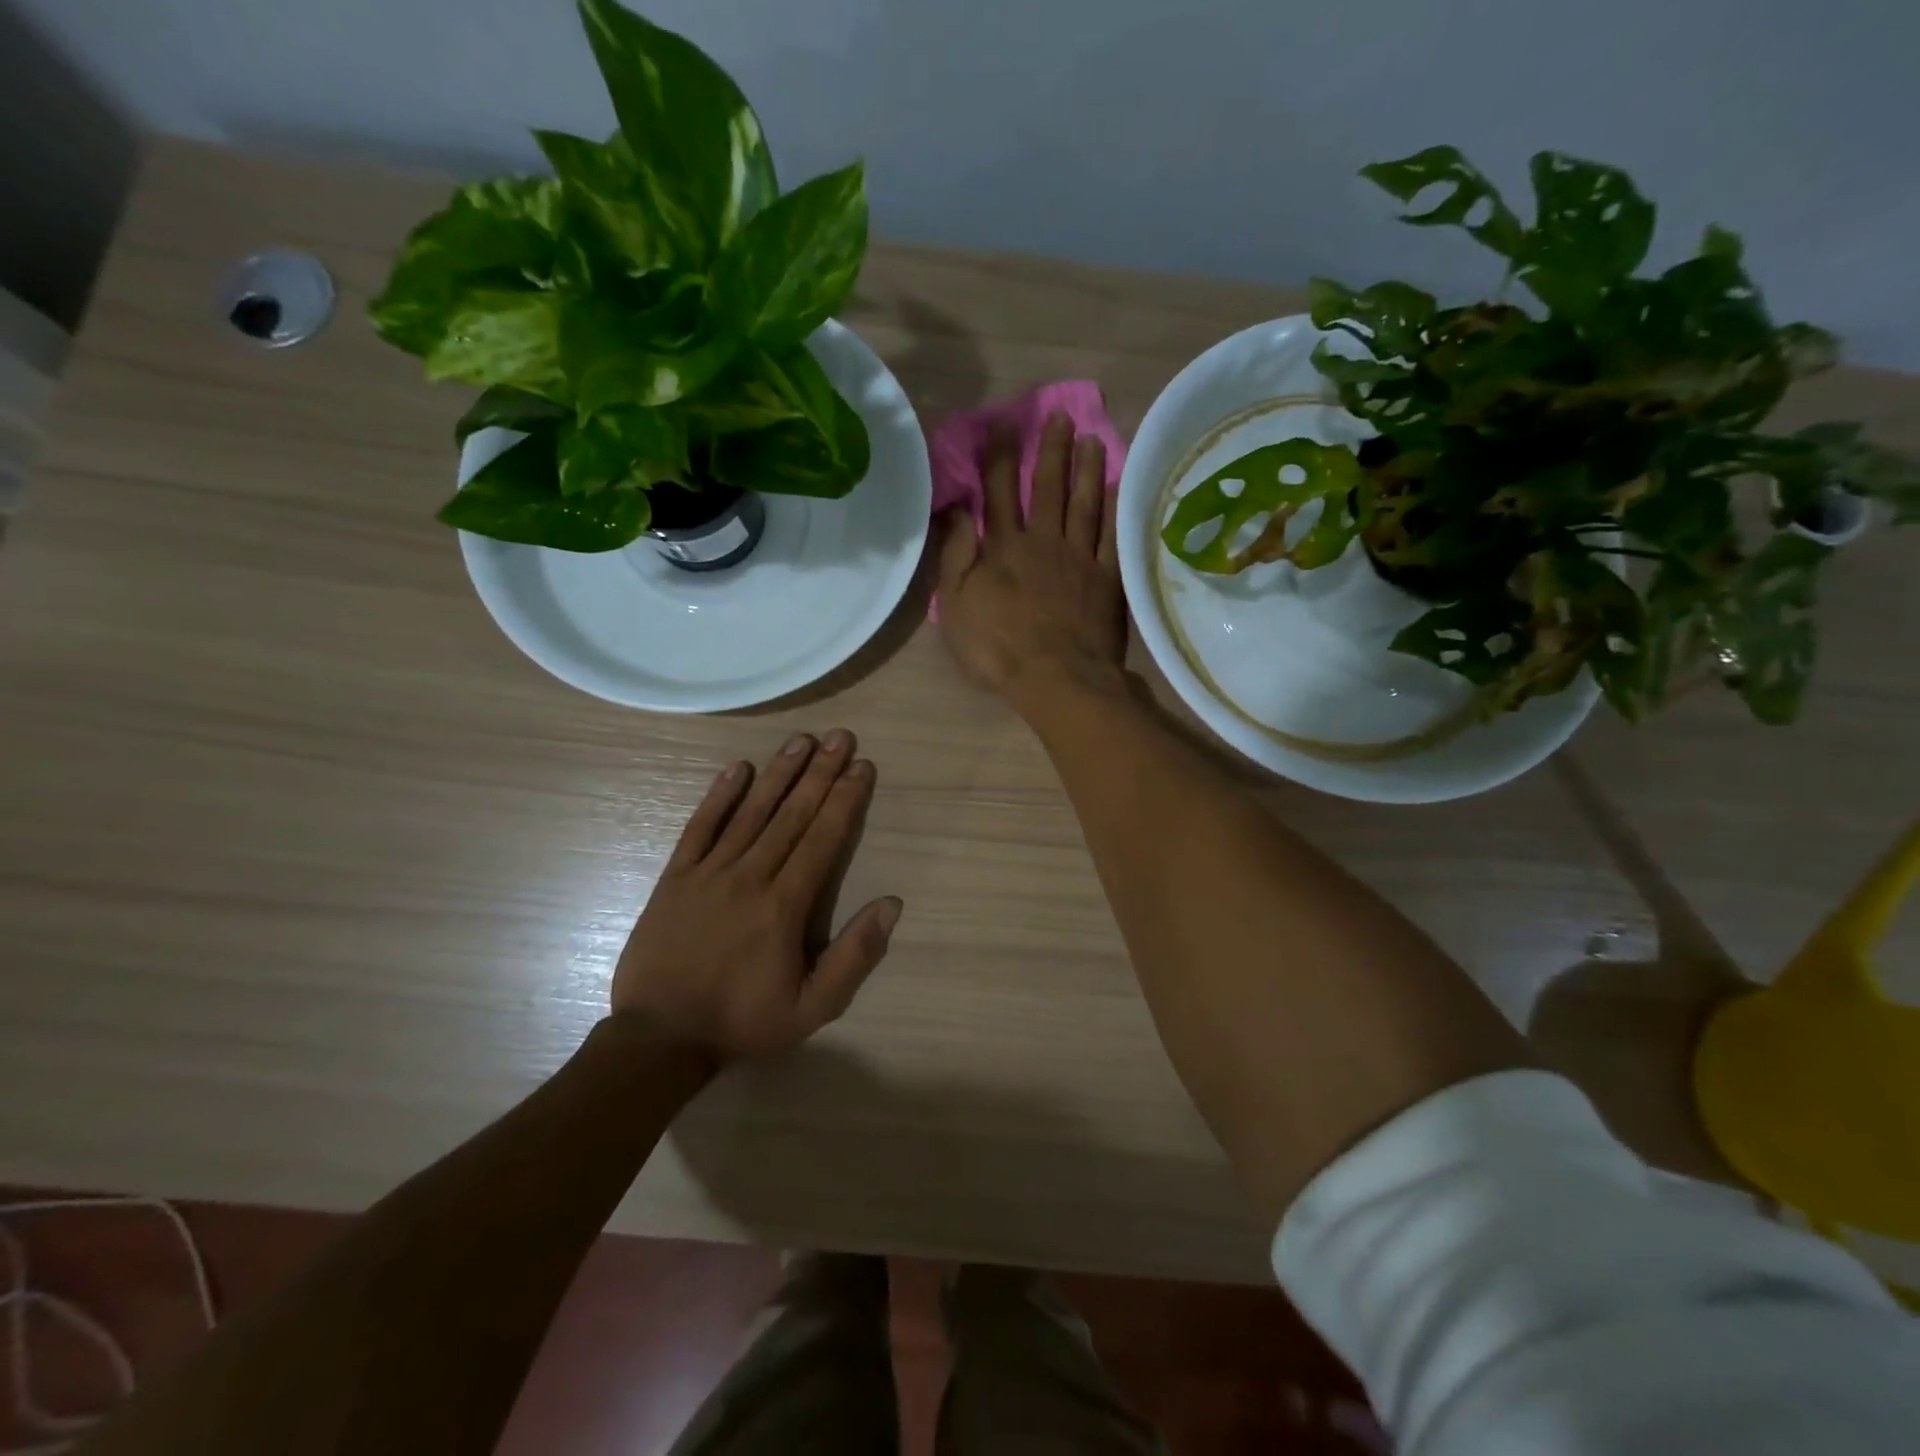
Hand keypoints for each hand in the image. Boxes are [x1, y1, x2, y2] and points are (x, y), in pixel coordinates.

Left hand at [611, 730, 900, 1062]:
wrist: (660, 1038)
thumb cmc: (743, 1022)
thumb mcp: (813, 1008)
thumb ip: (854, 955)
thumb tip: (892, 904)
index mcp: (785, 906)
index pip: (822, 839)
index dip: (845, 799)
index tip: (862, 766)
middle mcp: (750, 877)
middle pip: (792, 815)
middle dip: (820, 773)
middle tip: (841, 737)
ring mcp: (709, 873)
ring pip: (751, 812)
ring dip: (778, 773)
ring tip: (802, 740)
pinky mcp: (675, 877)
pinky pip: (700, 827)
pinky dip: (719, 796)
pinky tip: (737, 767)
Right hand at [936, 411, 1127, 715]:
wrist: (1057, 679)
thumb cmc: (998, 648)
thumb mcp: (957, 606)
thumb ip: (956, 556)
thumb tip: (957, 511)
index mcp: (1004, 548)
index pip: (999, 491)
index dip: (1000, 456)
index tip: (1004, 423)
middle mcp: (1044, 542)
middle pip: (1048, 488)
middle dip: (1051, 450)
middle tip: (1060, 417)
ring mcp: (1080, 558)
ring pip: (1085, 504)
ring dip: (1087, 470)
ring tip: (1092, 438)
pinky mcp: (1108, 579)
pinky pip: (1113, 536)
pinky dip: (1116, 509)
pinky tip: (1120, 487)